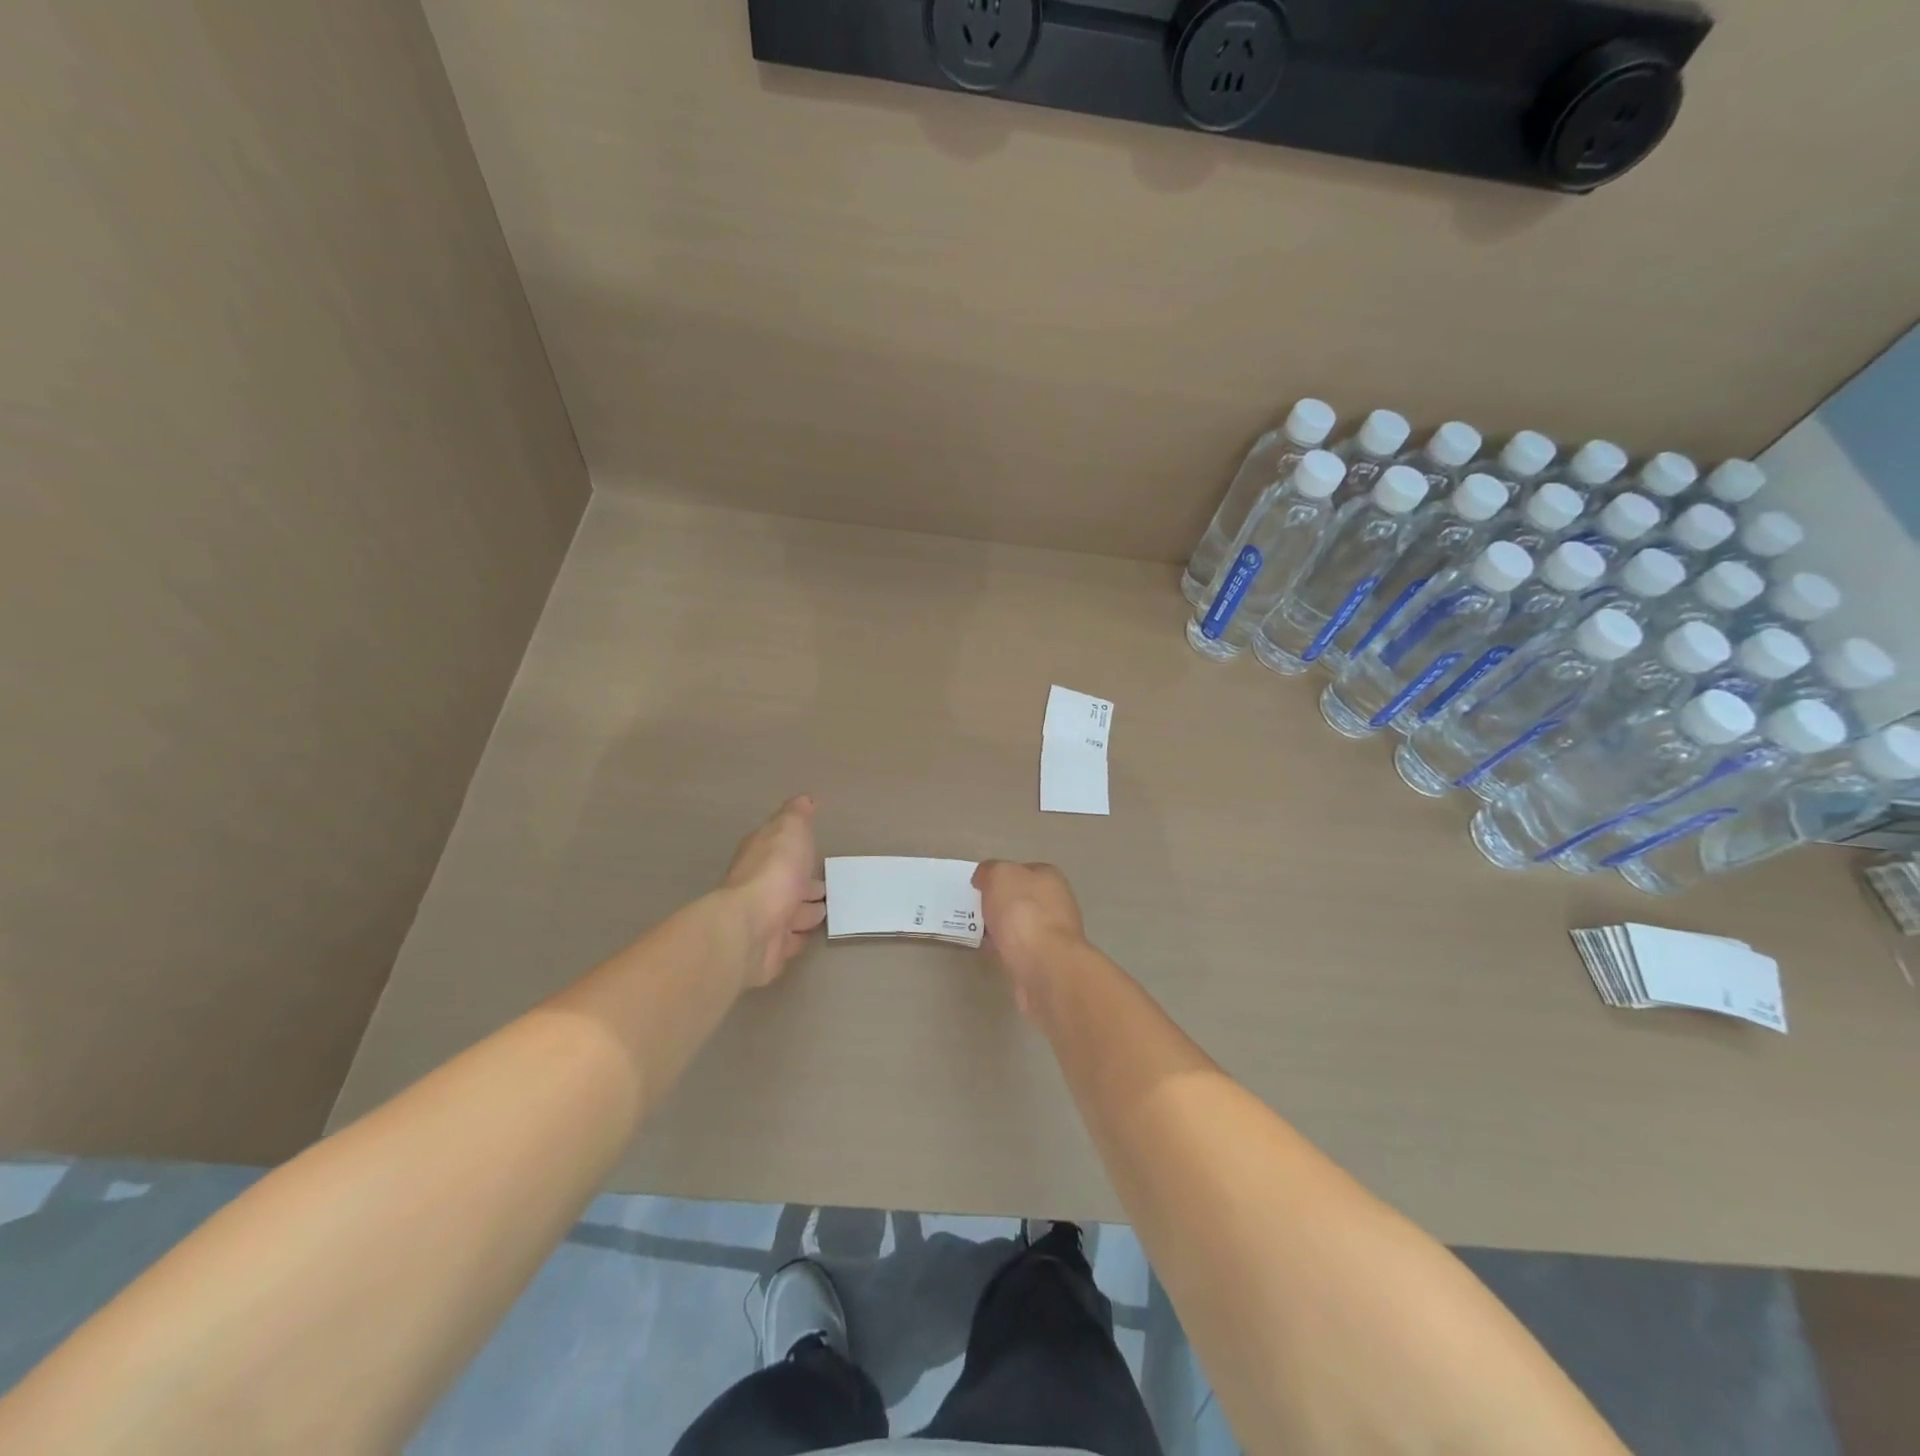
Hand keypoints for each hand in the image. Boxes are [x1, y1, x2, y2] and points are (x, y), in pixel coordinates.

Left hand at [722, 796, 826, 987]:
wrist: (752, 928)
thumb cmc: (774, 871)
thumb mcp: (790, 829)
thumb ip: (797, 815)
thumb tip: (803, 799)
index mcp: (761, 855)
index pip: (779, 849)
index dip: (796, 849)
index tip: (815, 851)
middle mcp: (759, 886)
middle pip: (786, 883)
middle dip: (805, 884)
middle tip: (827, 888)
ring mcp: (763, 920)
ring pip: (790, 913)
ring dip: (805, 912)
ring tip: (827, 911)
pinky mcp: (769, 950)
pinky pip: (789, 942)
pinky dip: (799, 938)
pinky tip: (811, 936)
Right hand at [971, 860, 1087, 1016]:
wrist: (1044, 965)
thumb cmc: (1023, 912)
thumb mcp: (999, 875)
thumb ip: (990, 871)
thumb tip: (984, 879)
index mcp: (1050, 877)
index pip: (1022, 870)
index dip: (1000, 876)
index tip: (980, 887)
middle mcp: (1057, 902)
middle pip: (1022, 899)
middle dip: (1000, 904)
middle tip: (975, 910)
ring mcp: (1054, 934)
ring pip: (1021, 925)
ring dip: (1002, 929)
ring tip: (979, 933)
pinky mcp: (1047, 961)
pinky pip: (1020, 949)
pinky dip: (1006, 950)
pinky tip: (992, 953)